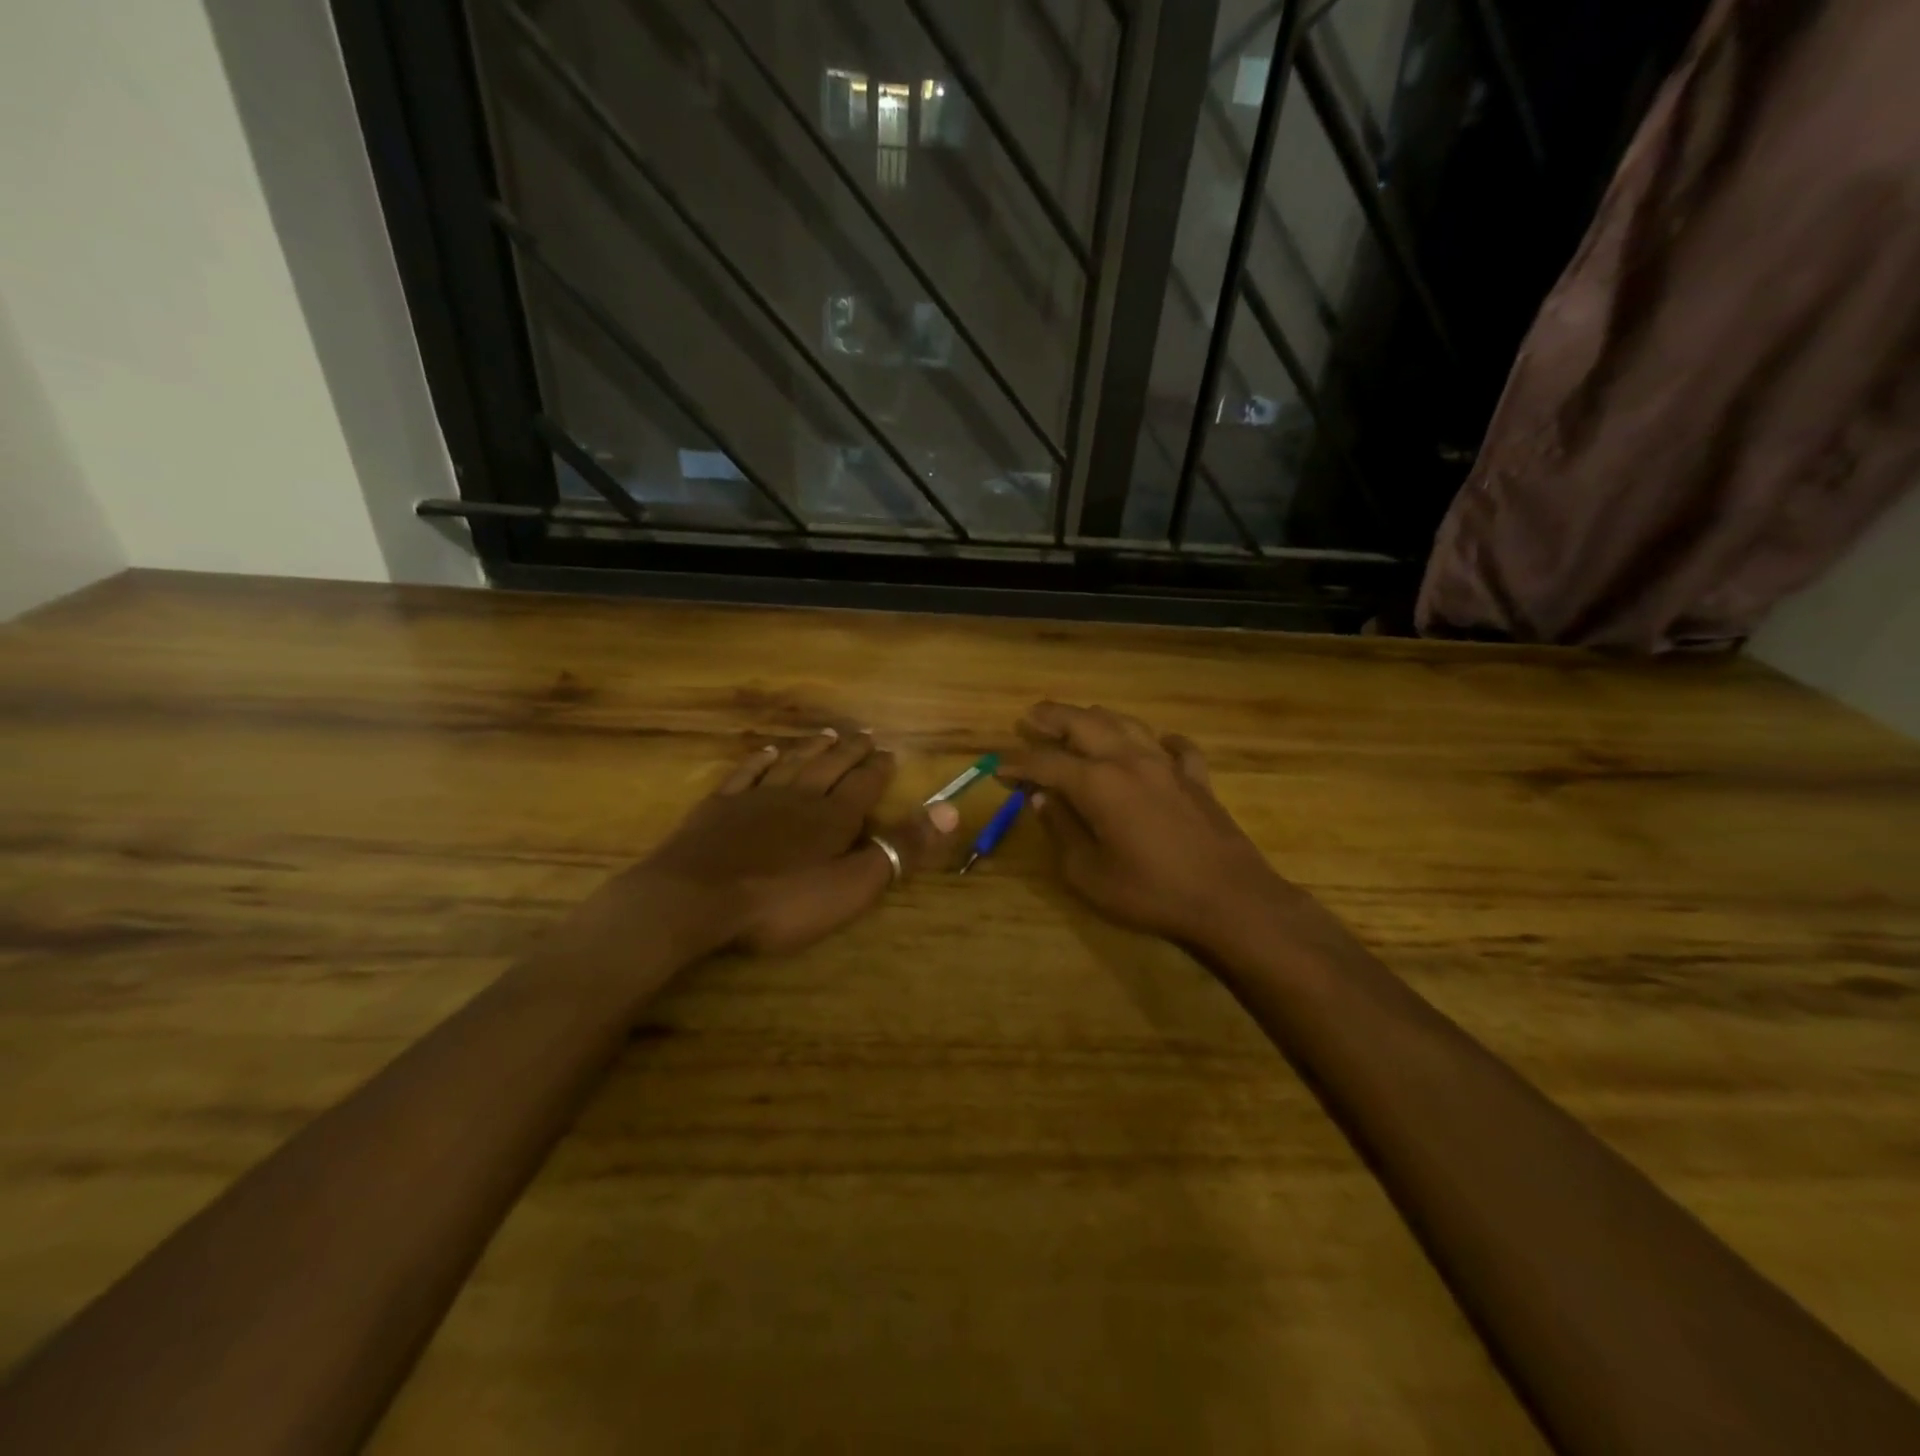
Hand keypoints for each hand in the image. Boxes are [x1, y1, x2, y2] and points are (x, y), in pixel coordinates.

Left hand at [571, 730, 960, 962]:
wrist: (694, 899)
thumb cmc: (781, 901)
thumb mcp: (852, 884)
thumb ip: (900, 848)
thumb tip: (951, 808)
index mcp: (833, 818)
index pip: (864, 785)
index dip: (878, 769)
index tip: (889, 751)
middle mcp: (799, 797)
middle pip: (830, 767)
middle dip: (851, 751)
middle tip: (865, 734)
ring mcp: (756, 799)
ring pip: (792, 764)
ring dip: (812, 749)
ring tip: (827, 734)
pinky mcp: (719, 809)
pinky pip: (746, 774)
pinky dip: (760, 761)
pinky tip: (767, 752)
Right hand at [1000, 703, 1301, 951]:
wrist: (1230, 899)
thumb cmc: (1151, 892)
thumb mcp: (1089, 874)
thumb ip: (1061, 831)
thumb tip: (1041, 799)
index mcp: (1098, 783)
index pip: (1046, 763)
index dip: (1018, 762)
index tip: (996, 765)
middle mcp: (1129, 760)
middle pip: (1084, 724)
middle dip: (1052, 718)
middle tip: (1030, 717)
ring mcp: (1167, 764)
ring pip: (1126, 724)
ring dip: (1096, 717)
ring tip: (1078, 718)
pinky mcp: (1196, 778)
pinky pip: (1175, 747)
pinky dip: (1159, 741)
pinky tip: (1156, 745)